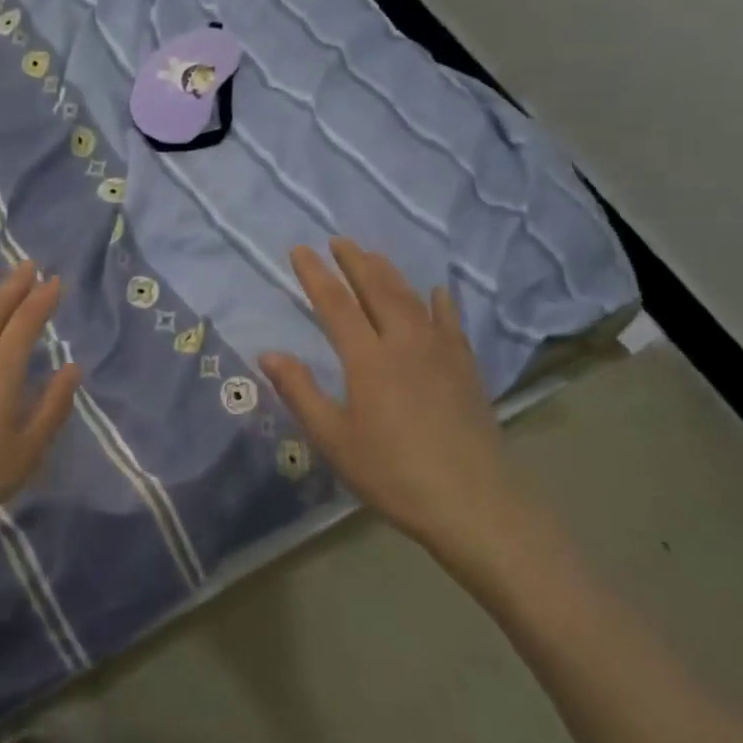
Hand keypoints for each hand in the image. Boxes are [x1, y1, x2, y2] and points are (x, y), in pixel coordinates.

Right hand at [261, 239, 526, 584]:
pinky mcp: (466, 368)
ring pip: (412, 299)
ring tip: (374, 256)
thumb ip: (300, 392)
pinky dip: (439, 302)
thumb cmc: (392, 473)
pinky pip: (450, 322)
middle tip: (338, 240)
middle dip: (355, 261)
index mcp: (368, 358)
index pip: (336, 304)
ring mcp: (440, 353)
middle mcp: (404, 343)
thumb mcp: (334, 438)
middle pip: (377, 289)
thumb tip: (268, 354)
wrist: (473, 502)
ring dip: (390, 273)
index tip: (300, 251)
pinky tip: (436, 293)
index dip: (316, 275)